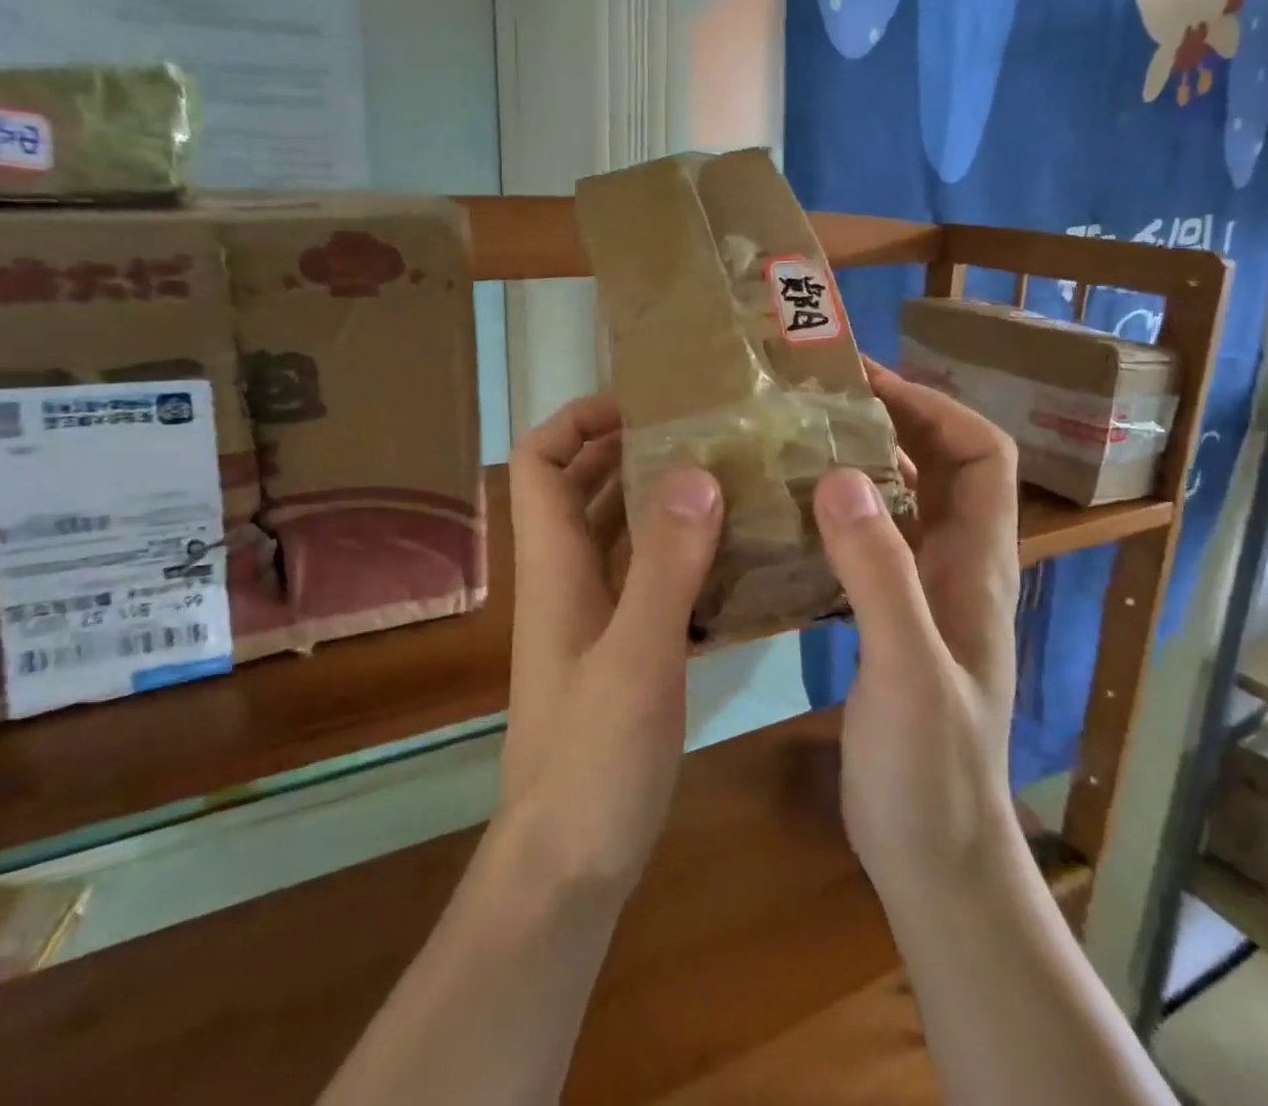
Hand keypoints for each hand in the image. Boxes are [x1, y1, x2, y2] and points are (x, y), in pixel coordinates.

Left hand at [500, 394, 724, 896]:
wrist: (568, 862)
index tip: (639, 404)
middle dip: (628, 449)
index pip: (537, 463)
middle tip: (698, 430)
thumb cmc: (593, 759)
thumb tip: (692, 472)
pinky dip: (677, 552)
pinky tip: (730, 553)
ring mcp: (591, 616)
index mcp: (554, 567)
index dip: (575, 422)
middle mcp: (565, 579)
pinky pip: (644, 577)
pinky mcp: (618, 649)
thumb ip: (665, 566)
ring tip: (722, 476)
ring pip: (615, 532)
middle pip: (580, 488)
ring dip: (657, 498)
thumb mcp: (637, 658)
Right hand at [813, 362, 1022, 904]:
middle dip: (887, 420)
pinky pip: (867, 543)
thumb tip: (839, 475)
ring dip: (856, 464)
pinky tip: (784, 515)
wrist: (934, 856)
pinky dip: (833, 514)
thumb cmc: (931, 769)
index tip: (868, 382)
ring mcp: (923, 593)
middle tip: (813, 400)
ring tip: (791, 441)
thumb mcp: (906, 667)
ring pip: (899, 503)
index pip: (982, 454)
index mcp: (979, 565)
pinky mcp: (889, 619)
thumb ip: (879, 573)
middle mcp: (957, 566)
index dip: (935, 407)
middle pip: (938, 467)